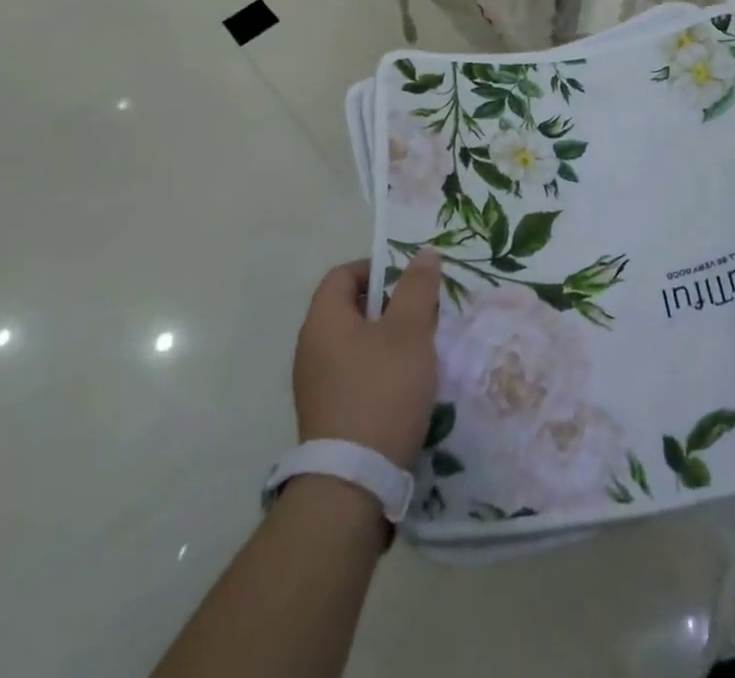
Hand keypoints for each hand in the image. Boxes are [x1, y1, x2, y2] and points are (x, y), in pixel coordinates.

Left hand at [292, 250, 441, 468]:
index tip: (410, 280)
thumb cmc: (382, 391)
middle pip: (349, 308)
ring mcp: (315, 384)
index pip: (343, 275)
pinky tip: (405, 384)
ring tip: (420, 349)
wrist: (353, 481)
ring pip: (354, 342)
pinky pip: (353, 373)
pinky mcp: (326, 413)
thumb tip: (423, 253)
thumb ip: (417, 288)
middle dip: (389, 304)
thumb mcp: (409, 331)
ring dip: (386, 338)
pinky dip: (378, 368)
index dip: (376, 268)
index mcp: (323, 321)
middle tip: (423, 312)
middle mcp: (311, 348)